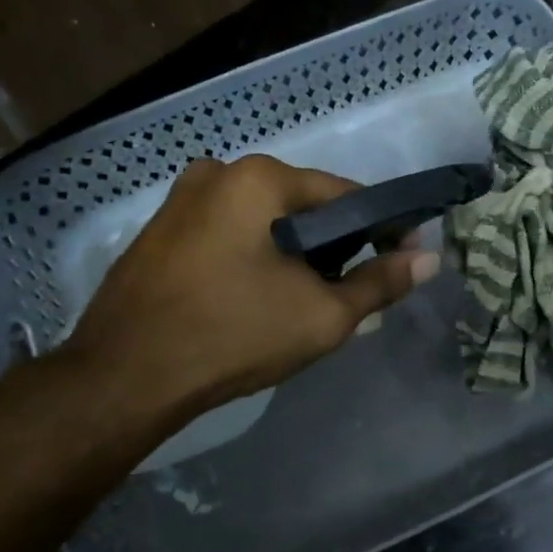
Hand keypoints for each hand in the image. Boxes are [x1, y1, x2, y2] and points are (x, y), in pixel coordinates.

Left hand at [61, 155, 439, 418]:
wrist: (123, 378)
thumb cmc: (232, 335)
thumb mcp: (322, 315)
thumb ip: (380, 283)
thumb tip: (429, 260)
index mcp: (258, 178)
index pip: (345, 194)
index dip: (381, 228)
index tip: (401, 261)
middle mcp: (218, 173)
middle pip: (301, 205)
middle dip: (333, 245)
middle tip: (351, 292)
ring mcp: (180, 201)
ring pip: (263, 221)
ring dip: (293, 253)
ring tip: (307, 301)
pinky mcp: (159, 232)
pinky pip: (227, 235)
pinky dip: (254, 258)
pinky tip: (257, 299)